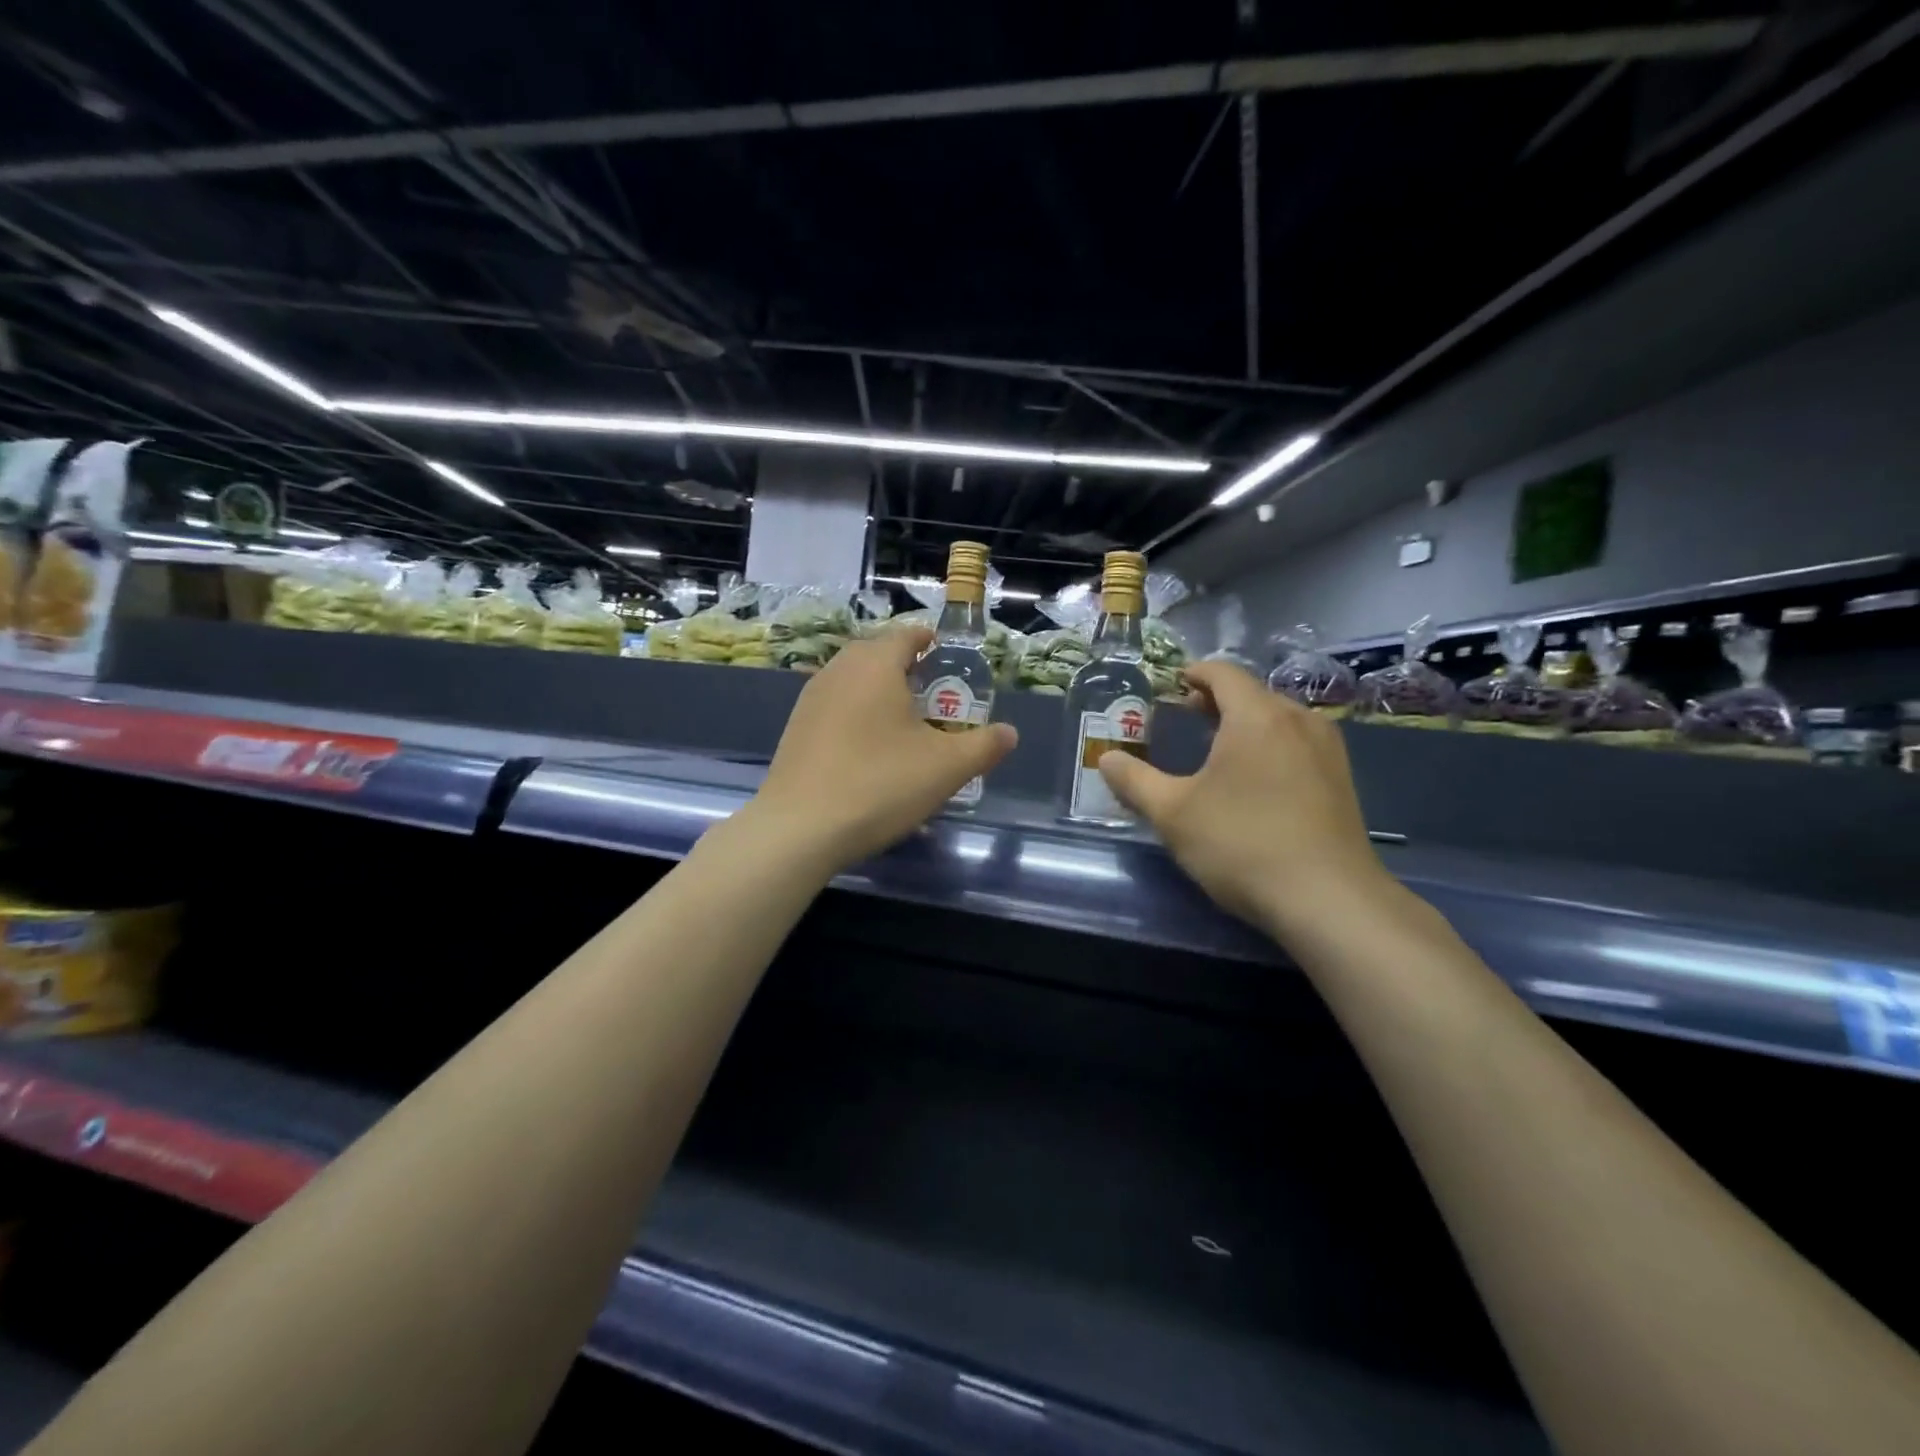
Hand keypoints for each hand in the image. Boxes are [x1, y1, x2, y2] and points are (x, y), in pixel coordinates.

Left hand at [751, 627, 1017, 872]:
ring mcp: (810, 699)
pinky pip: (835, 707)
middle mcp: (838, 670)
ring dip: (879, 691)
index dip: (930, 641)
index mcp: (875, 665)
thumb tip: (1009, 733)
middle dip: (906, 667)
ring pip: (852, 680)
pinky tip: (868, 749)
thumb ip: (984, 745)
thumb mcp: (946, 767)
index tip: (947, 656)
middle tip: (933, 694)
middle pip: (876, 653)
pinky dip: (856, 714)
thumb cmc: (879, 784)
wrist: (799, 829)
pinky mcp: (795, 729)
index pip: (906, 635)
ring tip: (903, 722)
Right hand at [1097, 661, 1392, 936]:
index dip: (1194, 673)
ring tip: (1217, 747)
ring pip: (1279, 718)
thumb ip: (1134, 781)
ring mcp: (1327, 750)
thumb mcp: (1173, 814)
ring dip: (1245, 722)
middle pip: (1252, 693)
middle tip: (1186, 715)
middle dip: (1216, 699)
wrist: (1329, 901)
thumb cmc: (1242, 844)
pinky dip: (1270, 744)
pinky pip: (1298, 743)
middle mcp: (1298, 720)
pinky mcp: (1342, 780)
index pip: (1223, 673)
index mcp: (1257, 716)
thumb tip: (1106, 758)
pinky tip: (1255, 778)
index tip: (1172, 684)